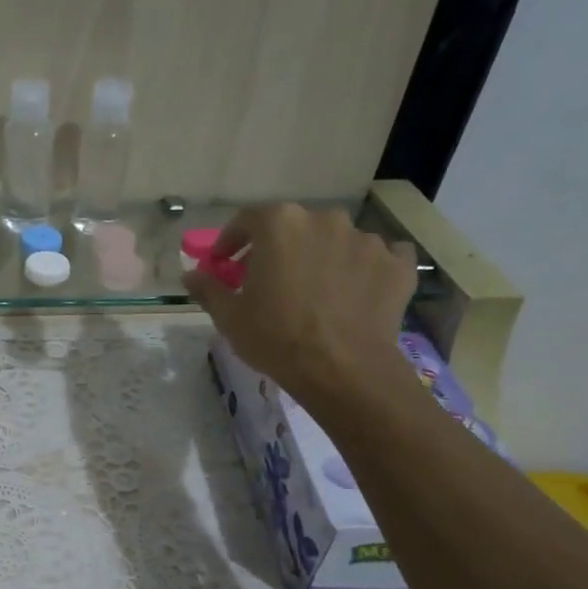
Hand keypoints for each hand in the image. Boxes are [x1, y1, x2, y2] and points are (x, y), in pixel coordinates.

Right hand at [184, 204, 418, 421]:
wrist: (343, 369)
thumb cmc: (276, 337)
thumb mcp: (229, 316)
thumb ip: (208, 288)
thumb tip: (190, 274)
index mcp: (280, 224)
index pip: (247, 220)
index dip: (231, 241)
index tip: (223, 263)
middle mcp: (324, 220)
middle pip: (294, 228)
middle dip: (278, 249)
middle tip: (269, 279)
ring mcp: (366, 239)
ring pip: (335, 241)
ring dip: (322, 257)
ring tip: (315, 290)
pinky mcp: (397, 263)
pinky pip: (378, 257)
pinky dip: (364, 269)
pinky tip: (356, 291)